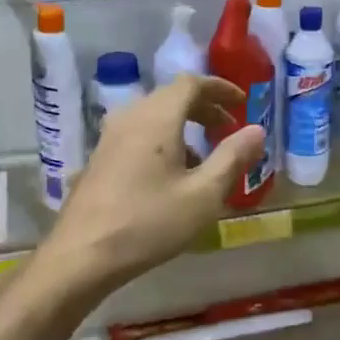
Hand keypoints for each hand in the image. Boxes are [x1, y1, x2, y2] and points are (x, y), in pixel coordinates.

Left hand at [38, 74, 264, 295]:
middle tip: (229, 130)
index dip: (220, 88)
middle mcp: (131, 117)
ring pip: (155, 116)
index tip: (243, 102)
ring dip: (184, 126)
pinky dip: (164, 139)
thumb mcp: (204, 195)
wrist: (81, 256)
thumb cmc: (149, 223)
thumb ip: (233, 158)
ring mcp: (110, 137)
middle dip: (205, 108)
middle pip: (172, 97)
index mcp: (157, 117)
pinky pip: (139, 133)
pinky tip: (173, 176)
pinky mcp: (100, 158)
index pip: (191, 83)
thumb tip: (257, 130)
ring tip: (206, 157)